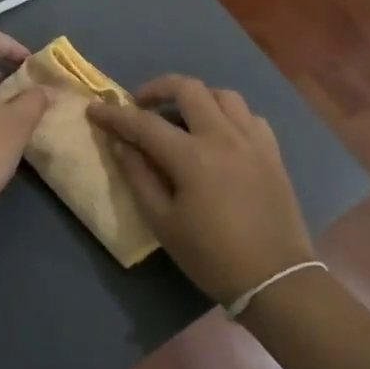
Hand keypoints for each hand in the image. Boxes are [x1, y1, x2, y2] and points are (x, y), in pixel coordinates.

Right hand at [88, 75, 314, 304]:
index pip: (144, 123)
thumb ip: (138, 176)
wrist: (275, 279)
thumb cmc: (211, 256)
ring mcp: (252, 140)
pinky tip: (219, 135)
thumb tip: (118, 142)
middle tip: (141, 105)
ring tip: (182, 116)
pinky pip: (249, 116)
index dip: (115, 115)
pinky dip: (229, 115)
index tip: (94, 110)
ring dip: (196, 97)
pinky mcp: (272, 151)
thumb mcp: (162, 222)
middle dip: (157, 88)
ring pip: (223, 94)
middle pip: (188, 88)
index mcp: (192, 156)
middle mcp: (223, 136)